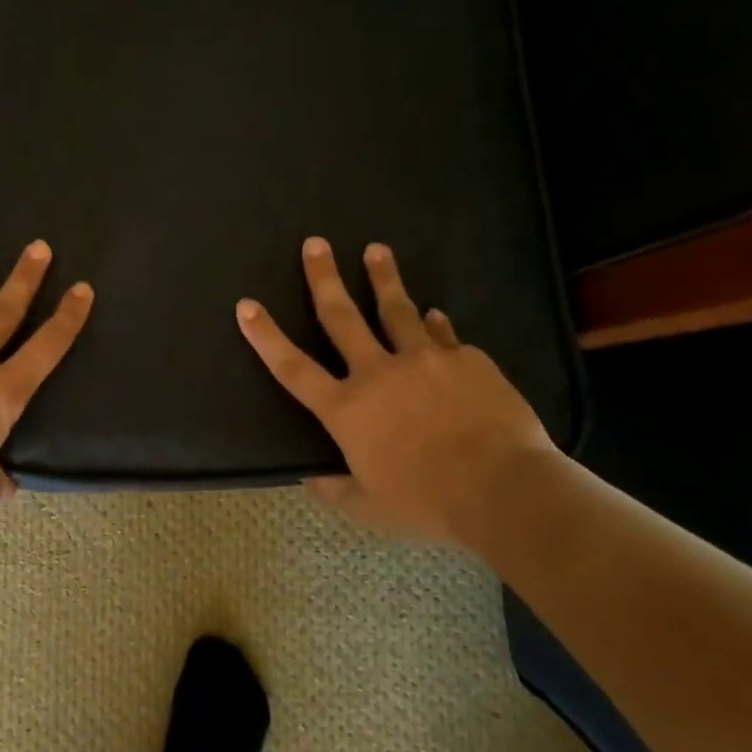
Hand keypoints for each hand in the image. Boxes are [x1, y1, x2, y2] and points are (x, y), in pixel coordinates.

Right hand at [237, 238, 556, 546]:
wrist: (505, 490)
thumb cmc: (428, 503)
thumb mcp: (368, 508)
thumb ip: (334, 489)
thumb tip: (310, 476)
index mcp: (347, 410)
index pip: (293, 367)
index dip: (265, 336)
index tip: (246, 305)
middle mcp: (378, 372)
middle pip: (342, 316)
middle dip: (324, 277)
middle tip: (315, 244)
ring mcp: (424, 359)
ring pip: (397, 309)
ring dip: (383, 278)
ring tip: (375, 250)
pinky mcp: (466, 359)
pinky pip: (443, 336)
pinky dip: (434, 325)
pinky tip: (434, 315)